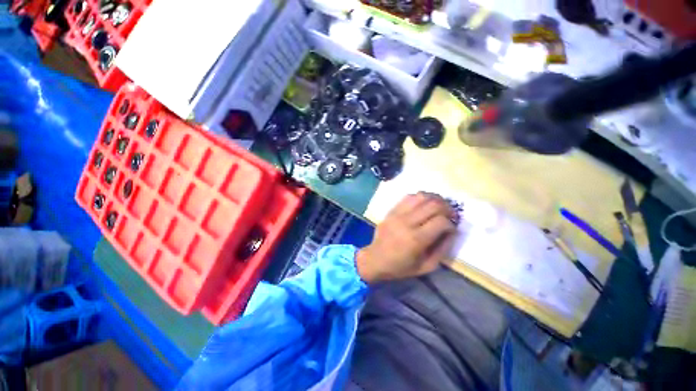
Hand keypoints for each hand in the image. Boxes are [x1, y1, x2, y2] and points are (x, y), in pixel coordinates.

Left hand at [356, 192, 457, 283]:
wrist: (375, 258)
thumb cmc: (400, 266)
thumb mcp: (426, 266)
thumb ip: (442, 249)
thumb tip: (452, 232)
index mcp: (416, 239)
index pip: (441, 221)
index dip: (451, 224)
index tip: (452, 229)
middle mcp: (407, 222)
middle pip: (433, 205)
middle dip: (447, 208)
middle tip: (450, 214)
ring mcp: (398, 214)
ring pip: (421, 196)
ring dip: (435, 199)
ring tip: (439, 206)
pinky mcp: (392, 210)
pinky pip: (409, 197)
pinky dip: (420, 197)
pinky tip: (424, 204)